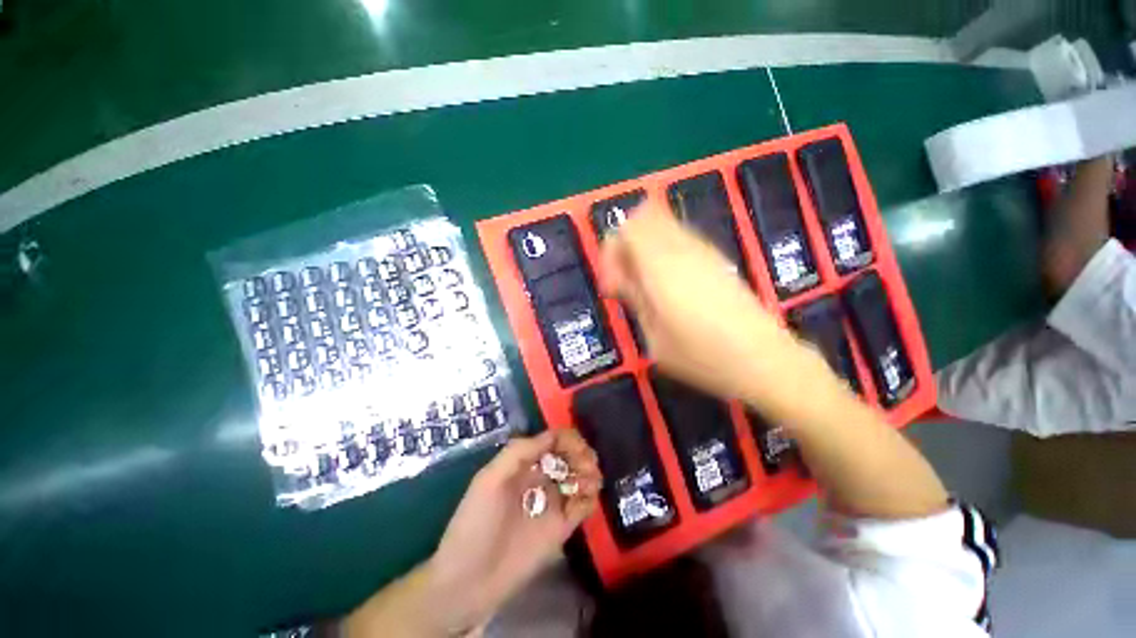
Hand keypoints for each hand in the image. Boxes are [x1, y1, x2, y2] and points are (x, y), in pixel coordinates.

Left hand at [423, 430, 601, 633]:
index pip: (552, 441)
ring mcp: (552, 502)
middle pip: (569, 456)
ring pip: (579, 477)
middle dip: (581, 454)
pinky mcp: (562, 526)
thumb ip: (519, 452)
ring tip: (590, 480)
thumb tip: (553, 436)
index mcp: (523, 464)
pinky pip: (583, 504)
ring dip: (589, 472)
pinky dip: (589, 496)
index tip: (577, 446)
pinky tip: (586, 496)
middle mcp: (540, 478)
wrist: (471, 580)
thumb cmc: (476, 523)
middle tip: (587, 463)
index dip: (567, 439)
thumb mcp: (489, 479)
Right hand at [600, 204, 807, 403]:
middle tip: (627, 282)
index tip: (614, 285)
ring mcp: (704, 249)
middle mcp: (682, 248)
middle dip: (626, 246)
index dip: (612, 251)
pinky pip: (681, 239)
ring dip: (646, 249)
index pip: (627, 228)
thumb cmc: (702, 355)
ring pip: (663, 226)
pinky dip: (664, 253)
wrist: (763, 359)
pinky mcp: (717, 258)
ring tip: (647, 287)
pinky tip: (670, 286)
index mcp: (661, 266)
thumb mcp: (655, 336)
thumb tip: (619, 277)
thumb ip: (634, 298)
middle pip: (644, 218)